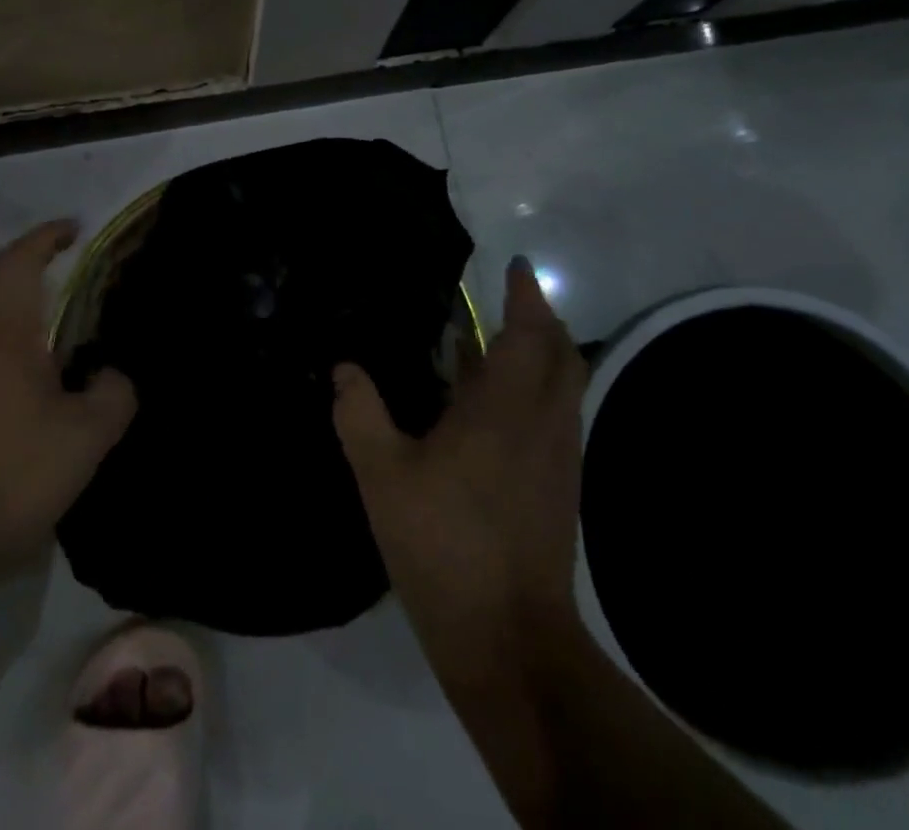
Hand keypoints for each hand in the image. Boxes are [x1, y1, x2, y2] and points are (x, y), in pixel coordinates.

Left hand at [0, 221, 136, 572]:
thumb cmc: (13, 477)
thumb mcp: (88, 438)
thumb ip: (114, 393)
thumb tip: (111, 375)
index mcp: (2, 335)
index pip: (17, 262)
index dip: (45, 237)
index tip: (74, 229)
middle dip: (18, 259)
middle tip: (55, 266)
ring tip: (38, 311)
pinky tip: (12, 363)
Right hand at [333, 257, 587, 662]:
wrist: (510, 641)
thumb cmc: (444, 546)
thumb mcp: (382, 477)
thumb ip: (360, 414)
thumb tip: (344, 369)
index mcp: (505, 409)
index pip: (528, 333)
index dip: (525, 296)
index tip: (517, 266)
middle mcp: (544, 423)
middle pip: (562, 353)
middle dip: (541, 319)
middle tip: (508, 300)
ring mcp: (558, 457)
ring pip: (564, 386)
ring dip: (541, 354)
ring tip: (495, 345)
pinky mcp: (560, 487)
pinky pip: (555, 416)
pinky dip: (535, 391)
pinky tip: (493, 408)